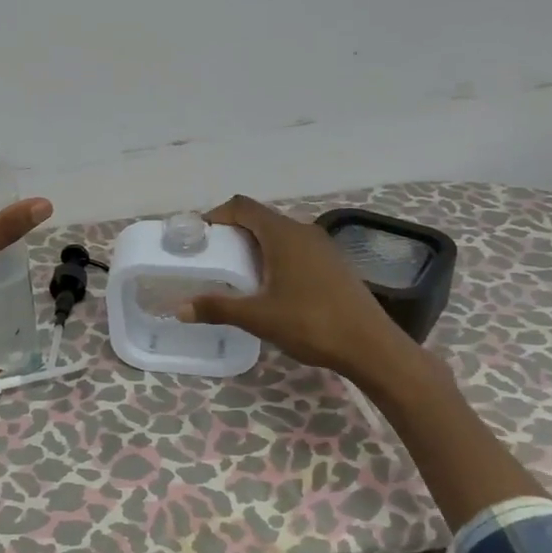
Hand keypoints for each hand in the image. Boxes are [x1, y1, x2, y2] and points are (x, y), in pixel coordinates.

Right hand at [179, 195, 423, 392]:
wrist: (371, 346)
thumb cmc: (311, 323)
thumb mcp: (258, 317)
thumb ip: (217, 308)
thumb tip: (180, 308)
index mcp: (283, 235)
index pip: (242, 206)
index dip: (217, 215)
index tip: (199, 237)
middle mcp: (303, 232)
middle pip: (260, 219)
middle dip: (233, 233)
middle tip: (212, 258)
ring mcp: (322, 247)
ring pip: (279, 235)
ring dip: (255, 247)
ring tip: (236, 274)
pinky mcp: (334, 264)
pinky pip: (295, 249)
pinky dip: (275, 258)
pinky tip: (270, 287)